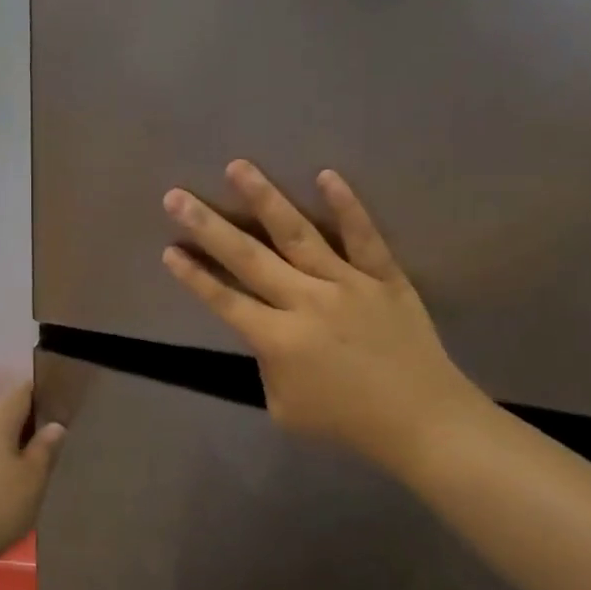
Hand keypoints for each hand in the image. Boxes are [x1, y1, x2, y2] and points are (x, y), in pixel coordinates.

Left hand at [0, 381, 64, 564]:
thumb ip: (45, 447)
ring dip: (12, 444)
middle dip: (28, 422)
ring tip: (34, 462)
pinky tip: (9, 482)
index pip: (21, 393)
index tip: (60, 404)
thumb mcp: (33, 477)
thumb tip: (55, 425)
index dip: (41, 394)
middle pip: (5, 414)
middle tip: (53, 439)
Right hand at [162, 161, 489, 476]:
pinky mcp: (385, 277)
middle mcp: (306, 303)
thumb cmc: (347, 422)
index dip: (194, 276)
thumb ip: (267, 367)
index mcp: (279, 341)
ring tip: (238, 167)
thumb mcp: (286, 409)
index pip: (225, 301)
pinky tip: (326, 175)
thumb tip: (268, 333)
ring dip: (264, 200)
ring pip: (298, 235)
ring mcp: (347, 284)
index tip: (169, 249)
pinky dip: (346, 206)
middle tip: (177, 196)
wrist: (422, 421)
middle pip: (248, 258)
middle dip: (208, 226)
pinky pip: (363, 237)